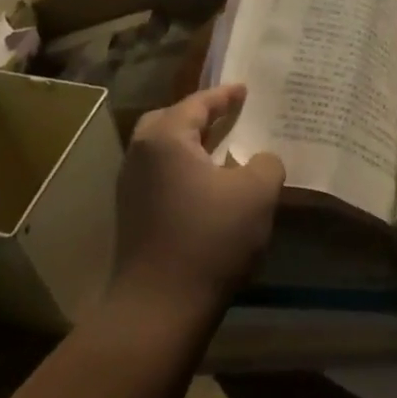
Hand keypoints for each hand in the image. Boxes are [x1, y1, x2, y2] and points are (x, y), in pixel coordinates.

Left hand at [113, 84, 285, 311]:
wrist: (159, 308)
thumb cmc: (209, 238)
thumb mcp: (257, 192)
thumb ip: (266, 163)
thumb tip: (259, 161)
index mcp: (166, 138)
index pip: (198, 103)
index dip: (225, 95)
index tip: (245, 89)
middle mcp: (140, 155)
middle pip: (169, 121)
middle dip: (199, 116)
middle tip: (228, 115)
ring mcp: (130, 187)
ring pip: (162, 150)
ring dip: (190, 145)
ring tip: (221, 149)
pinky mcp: (132, 216)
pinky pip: (160, 175)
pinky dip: (183, 169)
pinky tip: (207, 186)